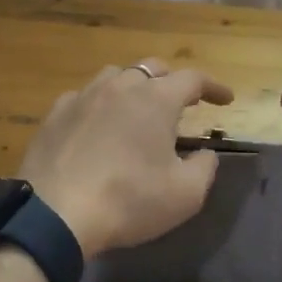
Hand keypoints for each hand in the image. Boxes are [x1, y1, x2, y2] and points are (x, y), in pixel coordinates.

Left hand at [20, 60, 233, 257]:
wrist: (55, 213)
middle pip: (152, 68)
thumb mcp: (185, 194)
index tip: (226, 100)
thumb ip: (204, 168)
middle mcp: (120, 86)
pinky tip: (98, 123)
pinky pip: (84, 96)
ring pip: (115, 76)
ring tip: (139, 108)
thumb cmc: (128, 201)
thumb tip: (206, 153)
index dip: (213, 86)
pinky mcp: (55, 113)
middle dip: (172, 80)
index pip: (193, 79)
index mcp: (156, 99)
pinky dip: (100, 103)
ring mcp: (83, 96)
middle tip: (182, 102)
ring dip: (134, 86)